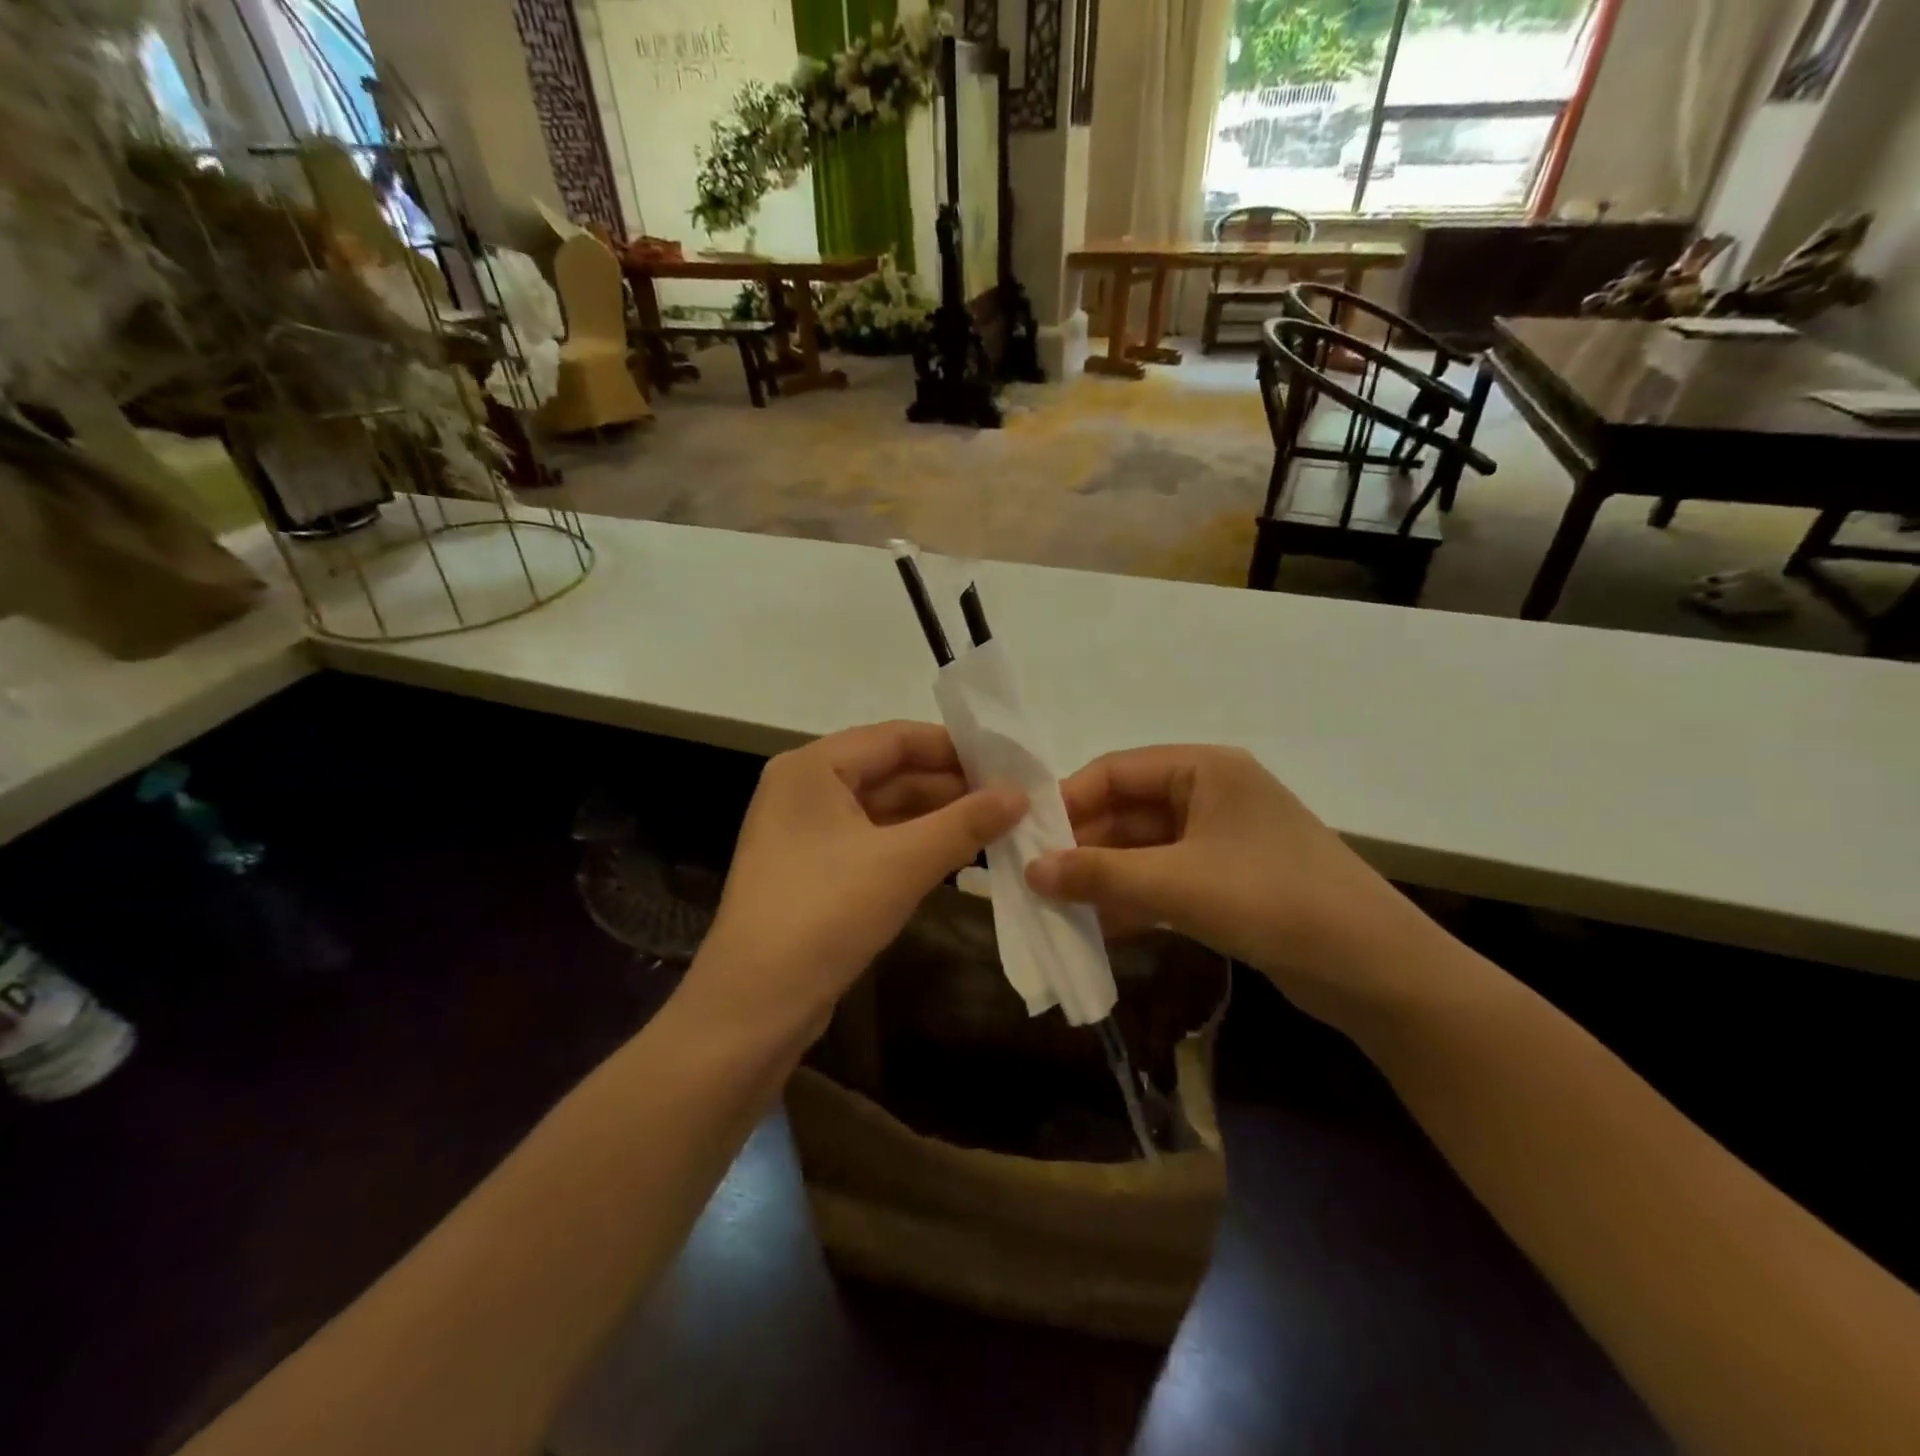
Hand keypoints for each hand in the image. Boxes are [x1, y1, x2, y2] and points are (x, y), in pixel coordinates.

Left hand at [689, 722, 1025, 1043]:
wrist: (754, 1008)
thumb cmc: (825, 914)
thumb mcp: (902, 863)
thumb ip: (965, 823)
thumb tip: (1020, 794)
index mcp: (813, 768)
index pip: (895, 738)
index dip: (954, 747)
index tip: (1007, 761)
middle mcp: (805, 789)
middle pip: (889, 772)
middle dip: (949, 785)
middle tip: (1011, 797)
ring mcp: (807, 833)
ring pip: (884, 810)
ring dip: (936, 818)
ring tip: (997, 825)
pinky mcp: (814, 872)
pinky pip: (873, 842)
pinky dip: (913, 845)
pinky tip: (957, 854)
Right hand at [1025, 746, 1443, 1029]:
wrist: (1377, 971)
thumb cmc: (1274, 901)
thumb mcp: (1178, 885)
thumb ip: (1100, 874)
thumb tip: (1030, 871)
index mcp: (1204, 770)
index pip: (1116, 770)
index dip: (1068, 801)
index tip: (1026, 838)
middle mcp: (1210, 795)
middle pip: (1127, 811)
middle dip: (1082, 846)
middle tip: (1033, 880)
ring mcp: (1220, 840)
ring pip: (1142, 850)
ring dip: (1103, 877)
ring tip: (1054, 907)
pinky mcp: (1227, 881)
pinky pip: (1164, 880)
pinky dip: (1132, 900)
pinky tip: (1096, 928)